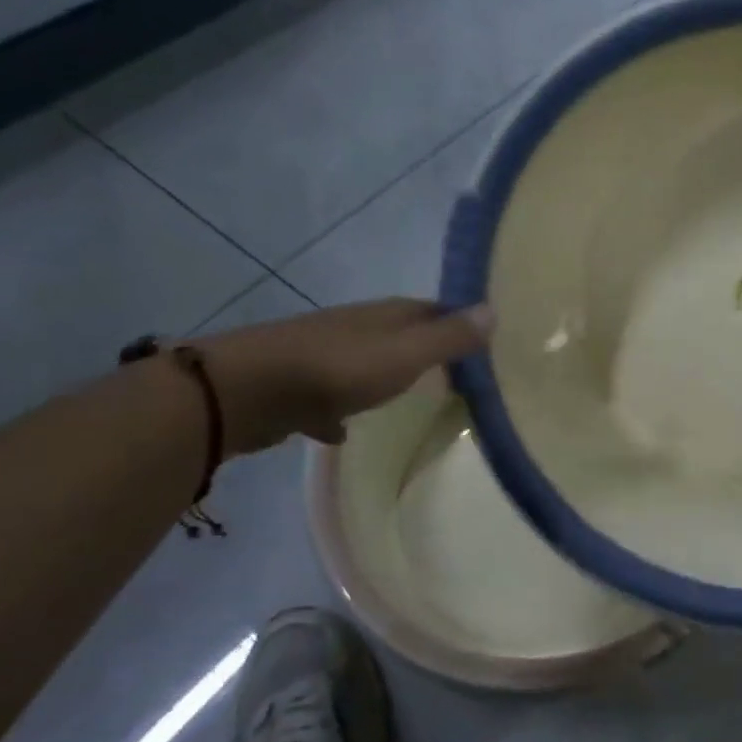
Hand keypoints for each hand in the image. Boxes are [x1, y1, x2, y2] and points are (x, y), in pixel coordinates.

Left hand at [199, 299, 491, 453]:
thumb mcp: (405, 354)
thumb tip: (493, 309)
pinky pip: (330, 398)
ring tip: (412, 399)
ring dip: (386, 376)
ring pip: (366, 363)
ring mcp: (323, 356)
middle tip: (459, 374)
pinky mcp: (298, 388)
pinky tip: (346, 433)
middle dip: (426, 348)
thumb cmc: (338, 370)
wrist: (248, 391)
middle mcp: (356, 329)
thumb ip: (448, 337)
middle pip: (400, 334)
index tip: (485, 342)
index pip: (433, 309)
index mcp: (385, 316)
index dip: (459, 321)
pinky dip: (342, 410)